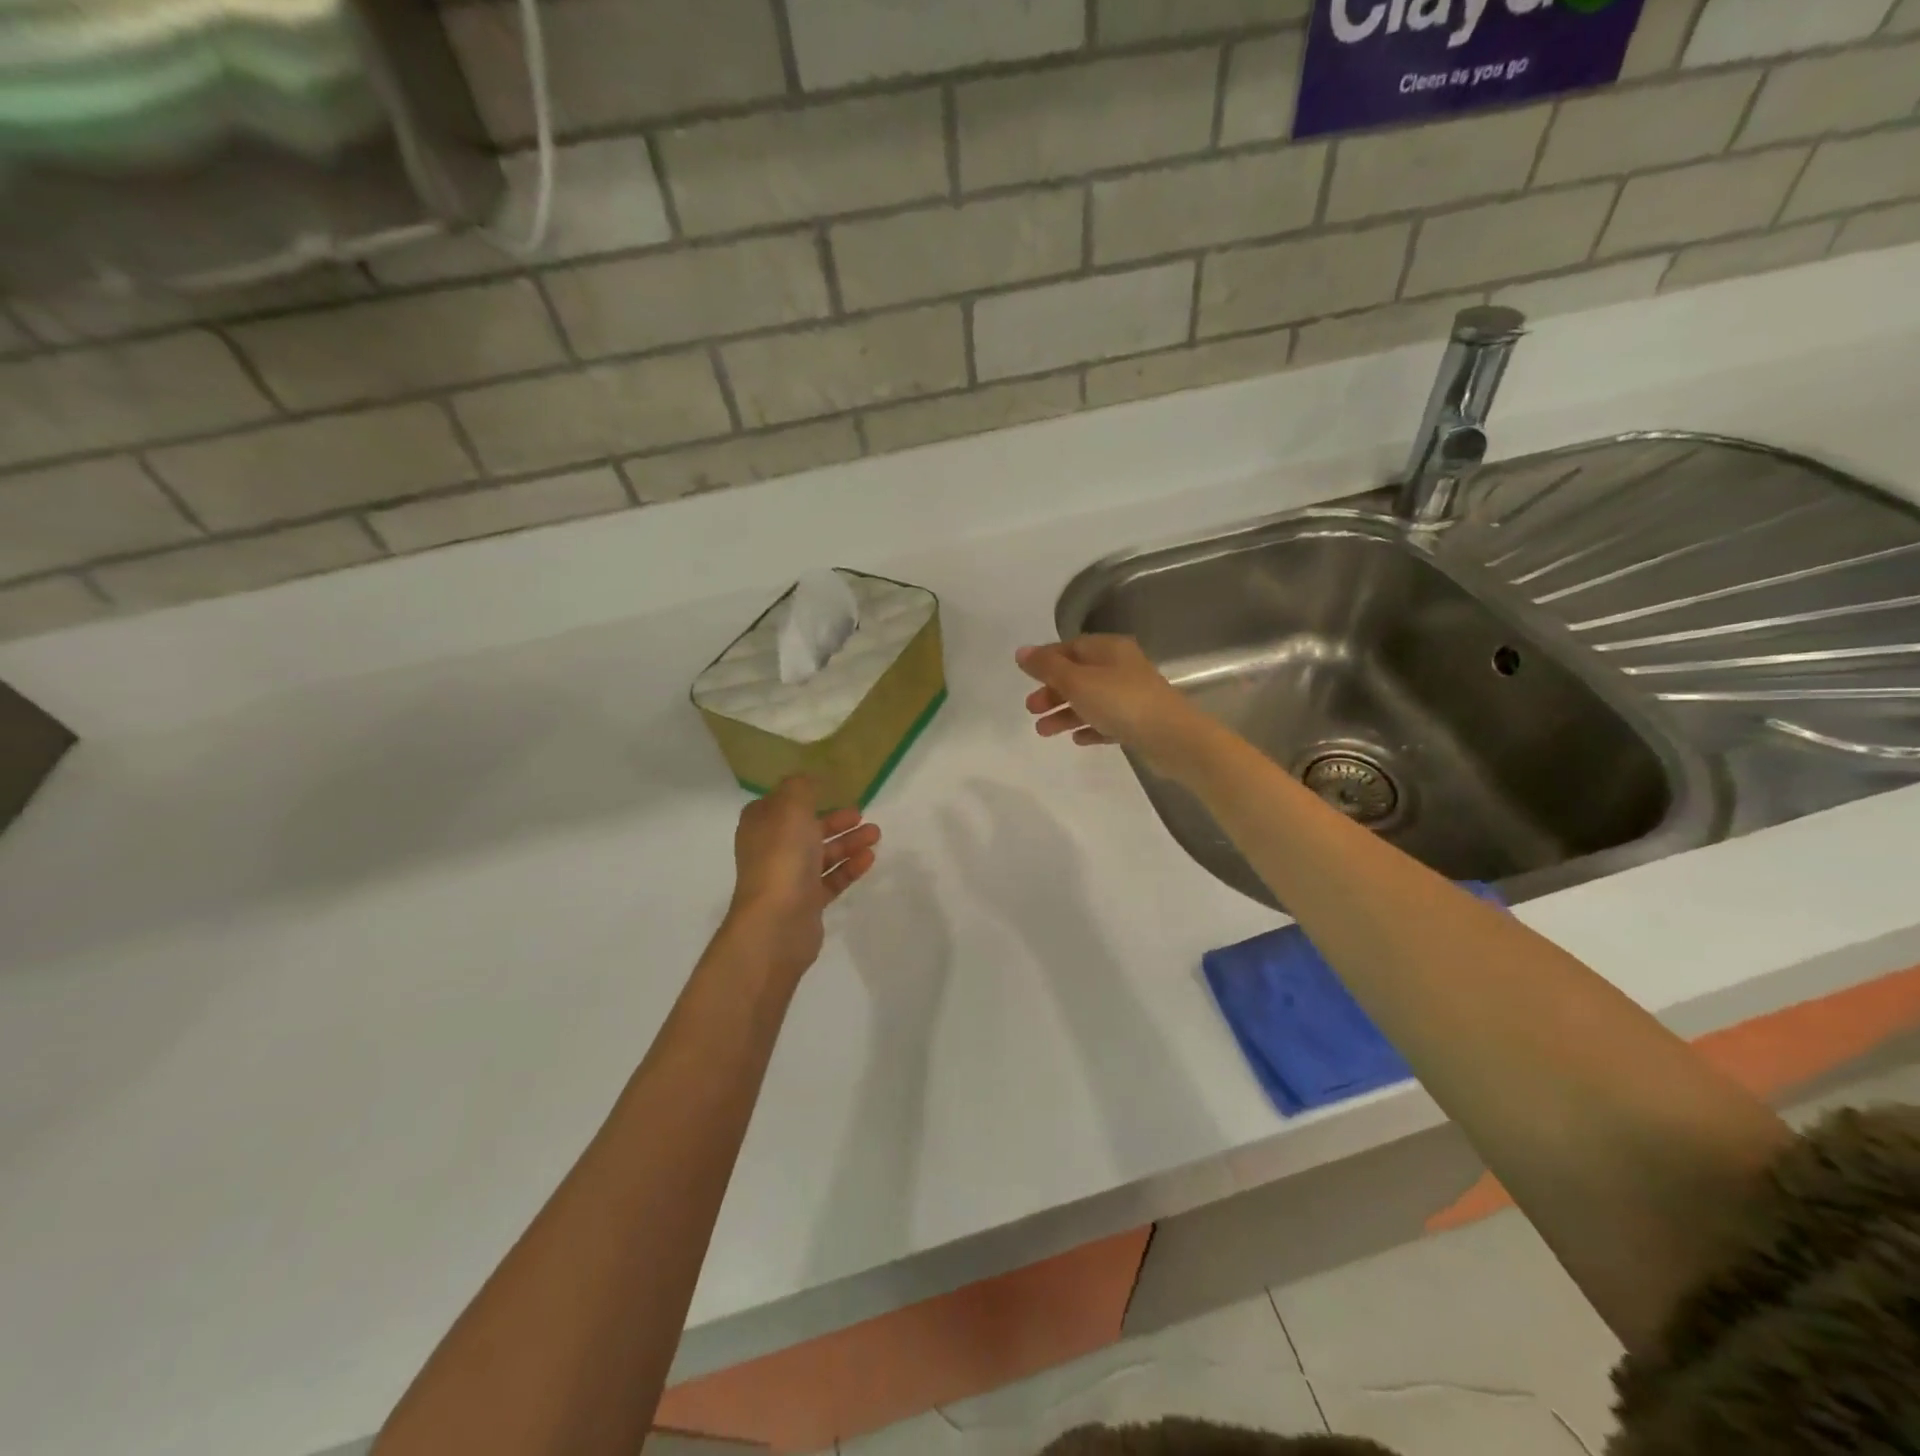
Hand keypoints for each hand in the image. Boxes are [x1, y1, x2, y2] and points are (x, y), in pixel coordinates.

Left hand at [725, 777, 879, 983]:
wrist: (777, 921)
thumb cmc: (782, 856)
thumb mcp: (791, 808)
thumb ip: (800, 787)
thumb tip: (806, 780)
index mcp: (761, 825)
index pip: (781, 804)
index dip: (804, 796)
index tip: (831, 789)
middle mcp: (771, 849)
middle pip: (806, 829)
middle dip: (835, 820)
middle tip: (862, 813)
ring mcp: (788, 878)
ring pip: (822, 854)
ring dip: (848, 842)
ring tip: (875, 834)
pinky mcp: (806, 903)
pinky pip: (831, 879)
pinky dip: (849, 867)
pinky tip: (869, 858)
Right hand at [1015, 636, 1204, 773]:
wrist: (1172, 738)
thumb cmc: (1121, 702)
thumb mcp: (1077, 681)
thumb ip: (1048, 667)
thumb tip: (1021, 651)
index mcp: (1109, 650)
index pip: (1071, 647)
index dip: (1046, 660)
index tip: (1025, 677)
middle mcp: (1121, 668)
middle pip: (1079, 676)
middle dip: (1052, 692)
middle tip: (1031, 709)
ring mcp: (1131, 696)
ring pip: (1090, 701)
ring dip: (1065, 714)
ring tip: (1043, 732)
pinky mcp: (1137, 722)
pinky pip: (1106, 721)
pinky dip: (1089, 727)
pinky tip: (1077, 739)